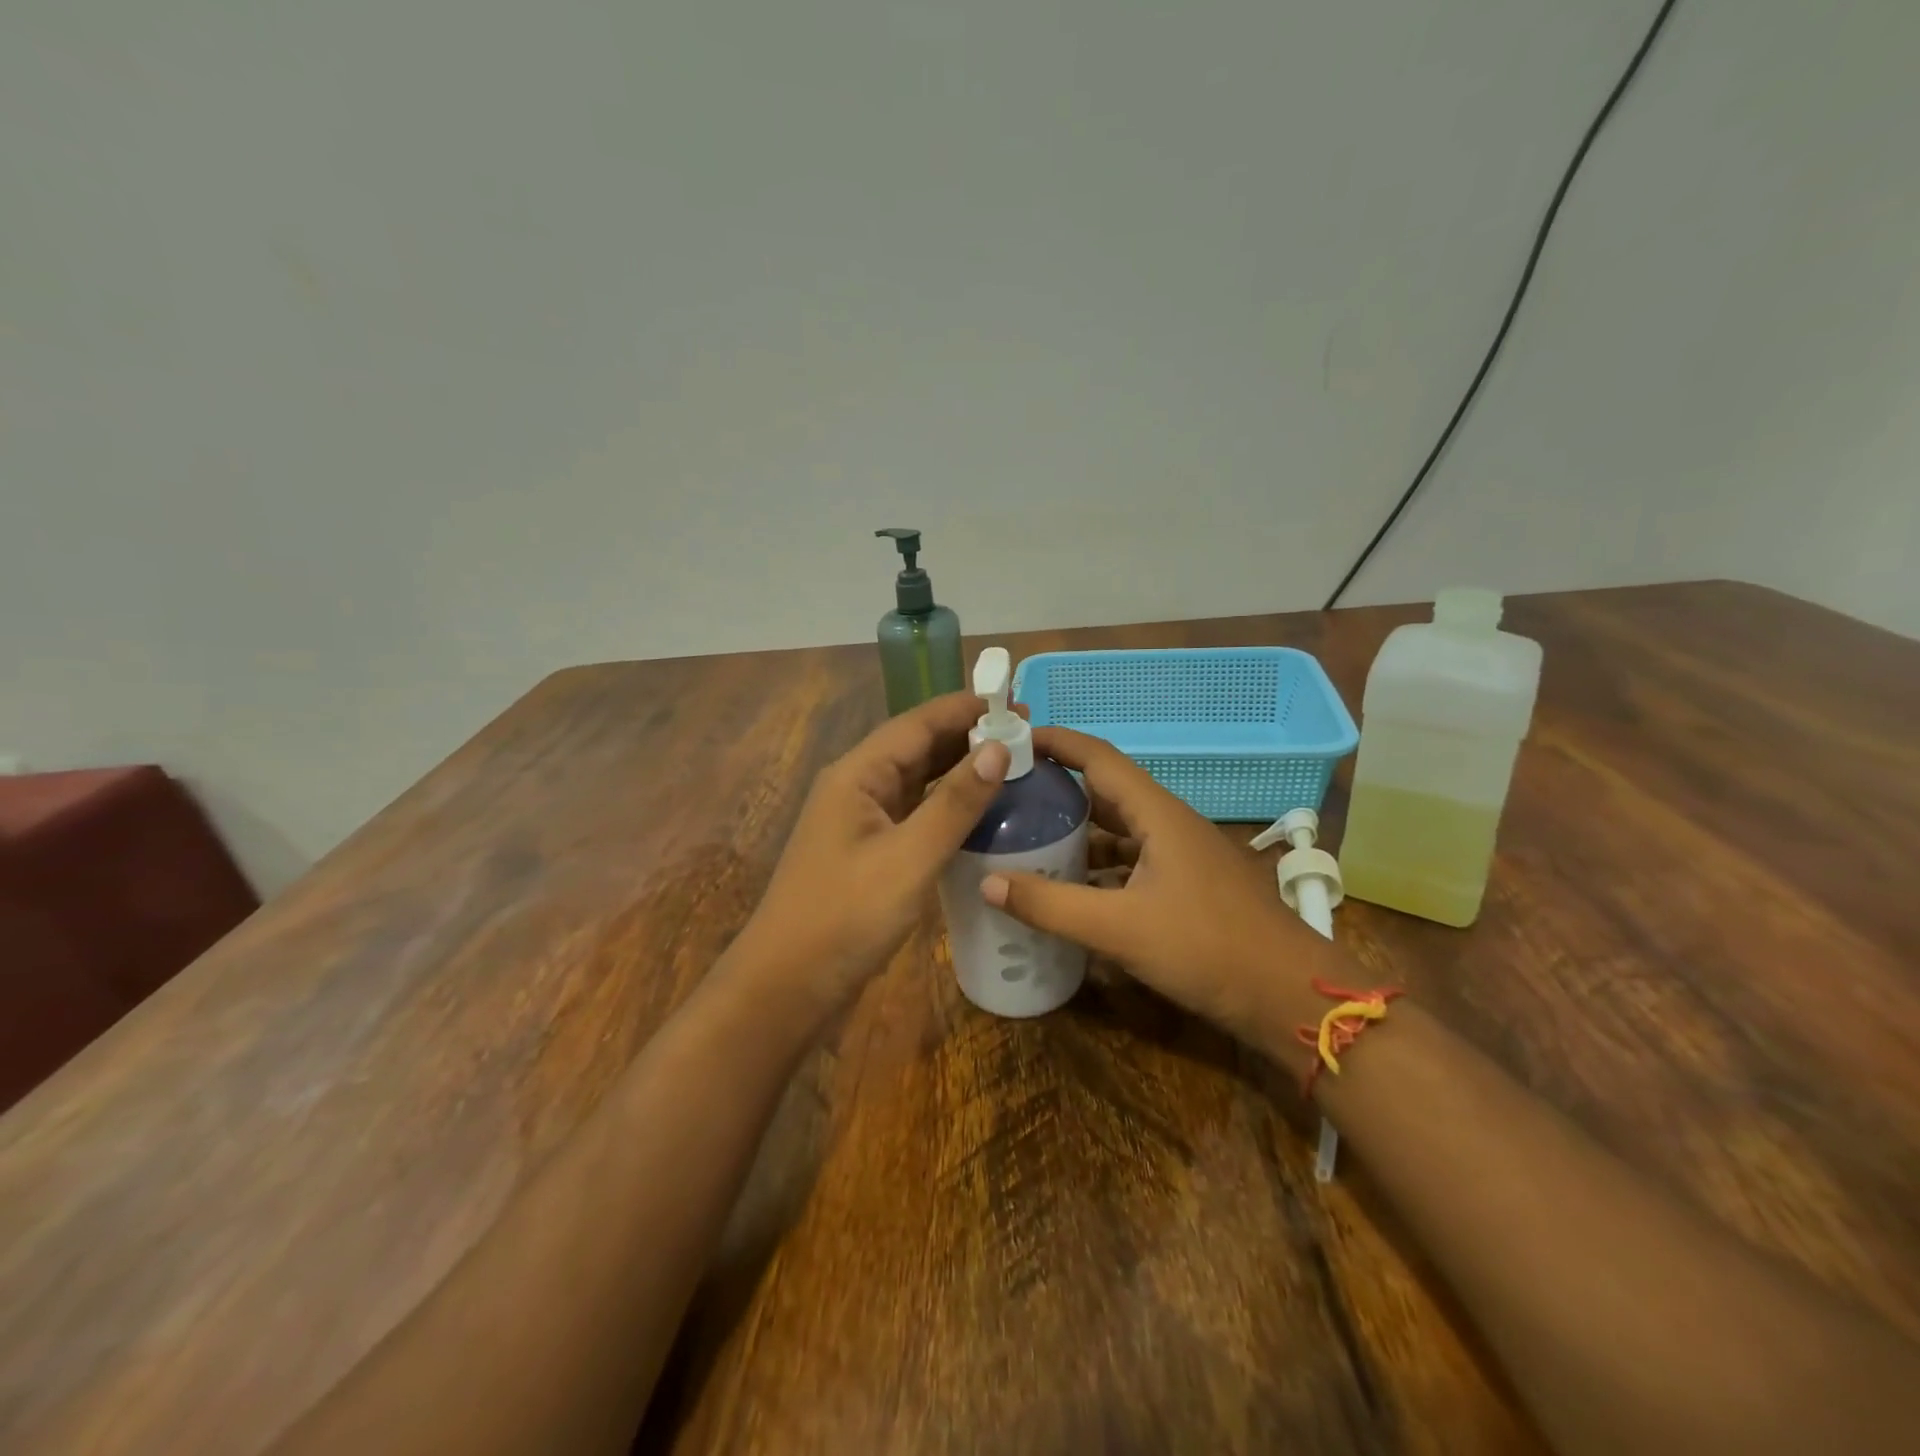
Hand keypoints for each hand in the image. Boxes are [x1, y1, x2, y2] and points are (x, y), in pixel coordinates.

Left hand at [729, 692, 1010, 1012]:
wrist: (788, 986)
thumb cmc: (846, 916)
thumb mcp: (909, 858)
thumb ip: (954, 803)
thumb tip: (998, 748)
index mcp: (857, 775)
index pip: (917, 723)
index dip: (966, 709)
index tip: (1016, 702)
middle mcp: (856, 787)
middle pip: (916, 747)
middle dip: (967, 736)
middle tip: (1025, 735)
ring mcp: (860, 821)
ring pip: (916, 780)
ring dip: (958, 770)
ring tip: (1011, 764)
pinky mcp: (868, 851)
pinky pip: (913, 813)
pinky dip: (946, 805)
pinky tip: (978, 811)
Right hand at [981, 726, 1339, 1045]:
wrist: (1290, 996)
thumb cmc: (1208, 948)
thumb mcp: (1120, 928)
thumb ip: (1051, 906)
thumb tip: (987, 882)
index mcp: (1157, 813)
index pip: (1097, 757)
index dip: (1055, 742)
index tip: (1011, 741)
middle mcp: (1169, 823)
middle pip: (1104, 791)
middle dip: (1056, 787)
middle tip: (1006, 795)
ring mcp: (1182, 855)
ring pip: (1119, 829)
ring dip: (1076, 830)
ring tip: (1026, 838)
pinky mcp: (1188, 885)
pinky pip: (1132, 860)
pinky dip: (1098, 865)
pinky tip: (1070, 886)